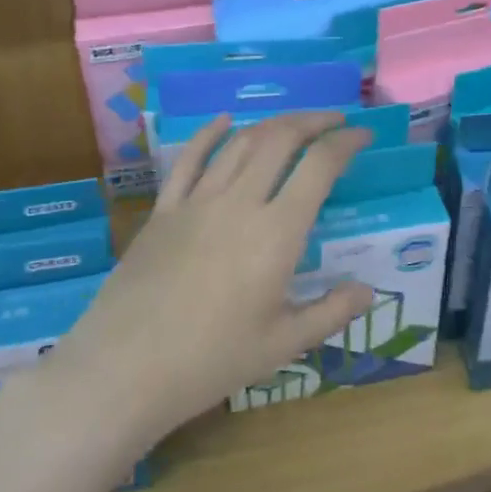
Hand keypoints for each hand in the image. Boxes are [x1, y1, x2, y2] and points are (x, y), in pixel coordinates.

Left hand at [47, 111, 374, 445]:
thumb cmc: (211, 361)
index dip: (346, 142)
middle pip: (280, 139)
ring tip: (293, 124)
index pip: (319, 166)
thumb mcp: (283, 345)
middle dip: (313, 121)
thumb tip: (367, 291)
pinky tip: (223, 121)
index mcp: (277, 233)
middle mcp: (240, 203)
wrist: (123, 370)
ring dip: (272, 124)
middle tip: (334, 121)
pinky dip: (210, 134)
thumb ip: (331, 312)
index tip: (363, 135)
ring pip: (239, 142)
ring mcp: (196, 202)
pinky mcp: (163, 211)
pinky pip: (189, 159)